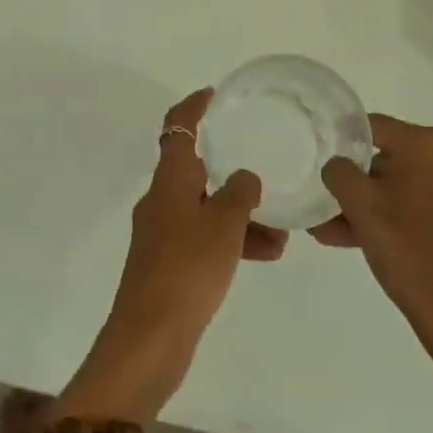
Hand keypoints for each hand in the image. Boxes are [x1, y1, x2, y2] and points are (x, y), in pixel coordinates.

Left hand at [60, 89, 285, 421]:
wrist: (150, 338)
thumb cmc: (187, 268)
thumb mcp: (224, 224)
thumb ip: (240, 192)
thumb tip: (245, 177)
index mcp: (169, 180)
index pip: (178, 128)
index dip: (193, 107)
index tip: (214, 95)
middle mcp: (161, 199)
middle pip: (196, 170)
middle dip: (231, 171)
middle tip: (263, 167)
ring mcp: (162, 233)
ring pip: (206, 208)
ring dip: (240, 214)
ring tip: (282, 232)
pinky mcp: (168, 263)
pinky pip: (205, 238)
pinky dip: (231, 240)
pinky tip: (266, 254)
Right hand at [314, 114, 432, 402]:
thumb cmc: (410, 252)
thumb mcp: (360, 207)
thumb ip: (339, 172)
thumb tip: (338, 164)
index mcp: (427, 143)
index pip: (371, 126)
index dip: (341, 140)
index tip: (319, 160)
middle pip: (389, 157)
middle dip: (355, 183)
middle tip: (325, 206)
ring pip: (405, 186)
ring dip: (371, 206)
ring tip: (334, 232)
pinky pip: (423, 206)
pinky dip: (396, 218)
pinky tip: (364, 242)